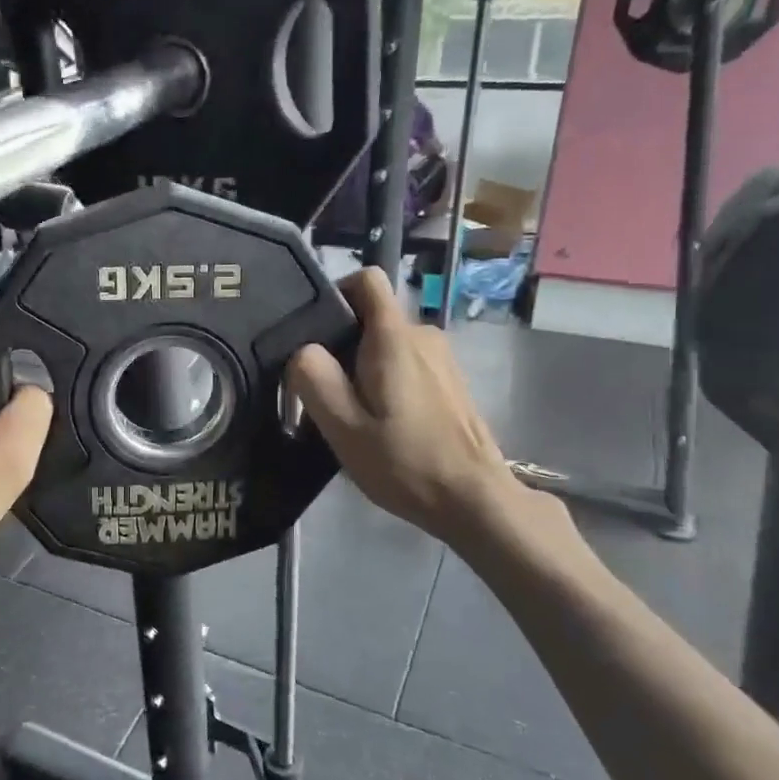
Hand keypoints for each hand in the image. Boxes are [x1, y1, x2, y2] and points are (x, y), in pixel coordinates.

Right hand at [287, 268, 566, 559]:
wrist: (474, 499)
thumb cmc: (405, 463)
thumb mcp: (344, 428)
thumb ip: (315, 380)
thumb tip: (303, 350)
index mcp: (394, 338)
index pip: (367, 280)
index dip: (336, 294)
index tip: (315, 333)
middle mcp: (422, 336)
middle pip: (371, 319)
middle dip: (342, 348)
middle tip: (326, 396)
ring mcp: (442, 359)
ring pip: (388, 346)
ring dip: (364, 370)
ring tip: (354, 417)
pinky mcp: (450, 382)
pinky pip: (407, 365)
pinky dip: (387, 383)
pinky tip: (384, 426)